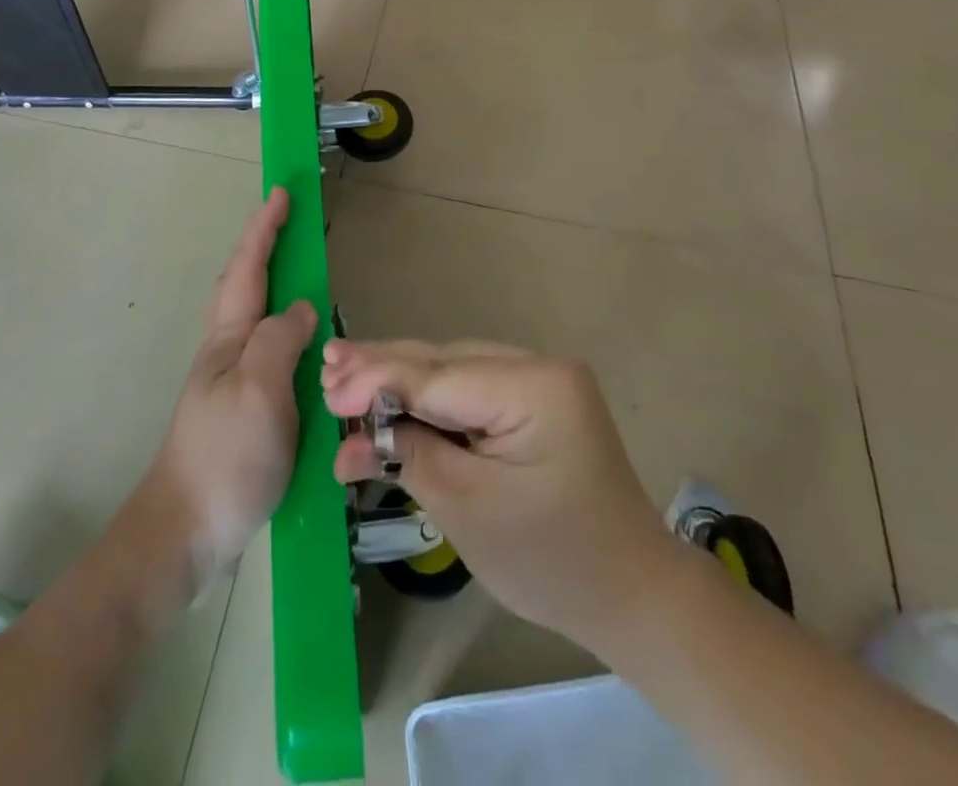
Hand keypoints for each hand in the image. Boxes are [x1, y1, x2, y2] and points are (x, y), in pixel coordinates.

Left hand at [145, 188, 315, 590]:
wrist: (186, 530)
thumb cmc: (224, 454)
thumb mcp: (260, 390)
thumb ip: (281, 340)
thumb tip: (303, 308)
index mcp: (229, 337)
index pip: (249, 268)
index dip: (265, 228)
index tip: (281, 193)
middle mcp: (227, 350)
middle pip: (246, 283)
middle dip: (265, 245)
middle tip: (292, 221)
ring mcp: (232, 379)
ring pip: (256, 315)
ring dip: (275, 282)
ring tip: (300, 269)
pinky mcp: (244, 408)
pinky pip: (269, 350)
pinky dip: (285, 327)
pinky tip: (301, 342)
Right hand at [322, 340, 673, 647]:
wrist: (631, 595)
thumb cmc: (552, 560)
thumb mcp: (469, 509)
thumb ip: (411, 454)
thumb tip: (356, 428)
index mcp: (536, 384)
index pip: (438, 376)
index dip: (378, 381)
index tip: (327, 391)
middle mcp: (538, 366)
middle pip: (443, 362)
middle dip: (382, 370)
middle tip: (326, 369)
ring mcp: (538, 381)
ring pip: (451, 372)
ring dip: (400, 382)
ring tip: (344, 379)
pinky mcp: (533, 402)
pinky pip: (469, 392)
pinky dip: (428, 402)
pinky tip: (389, 401)